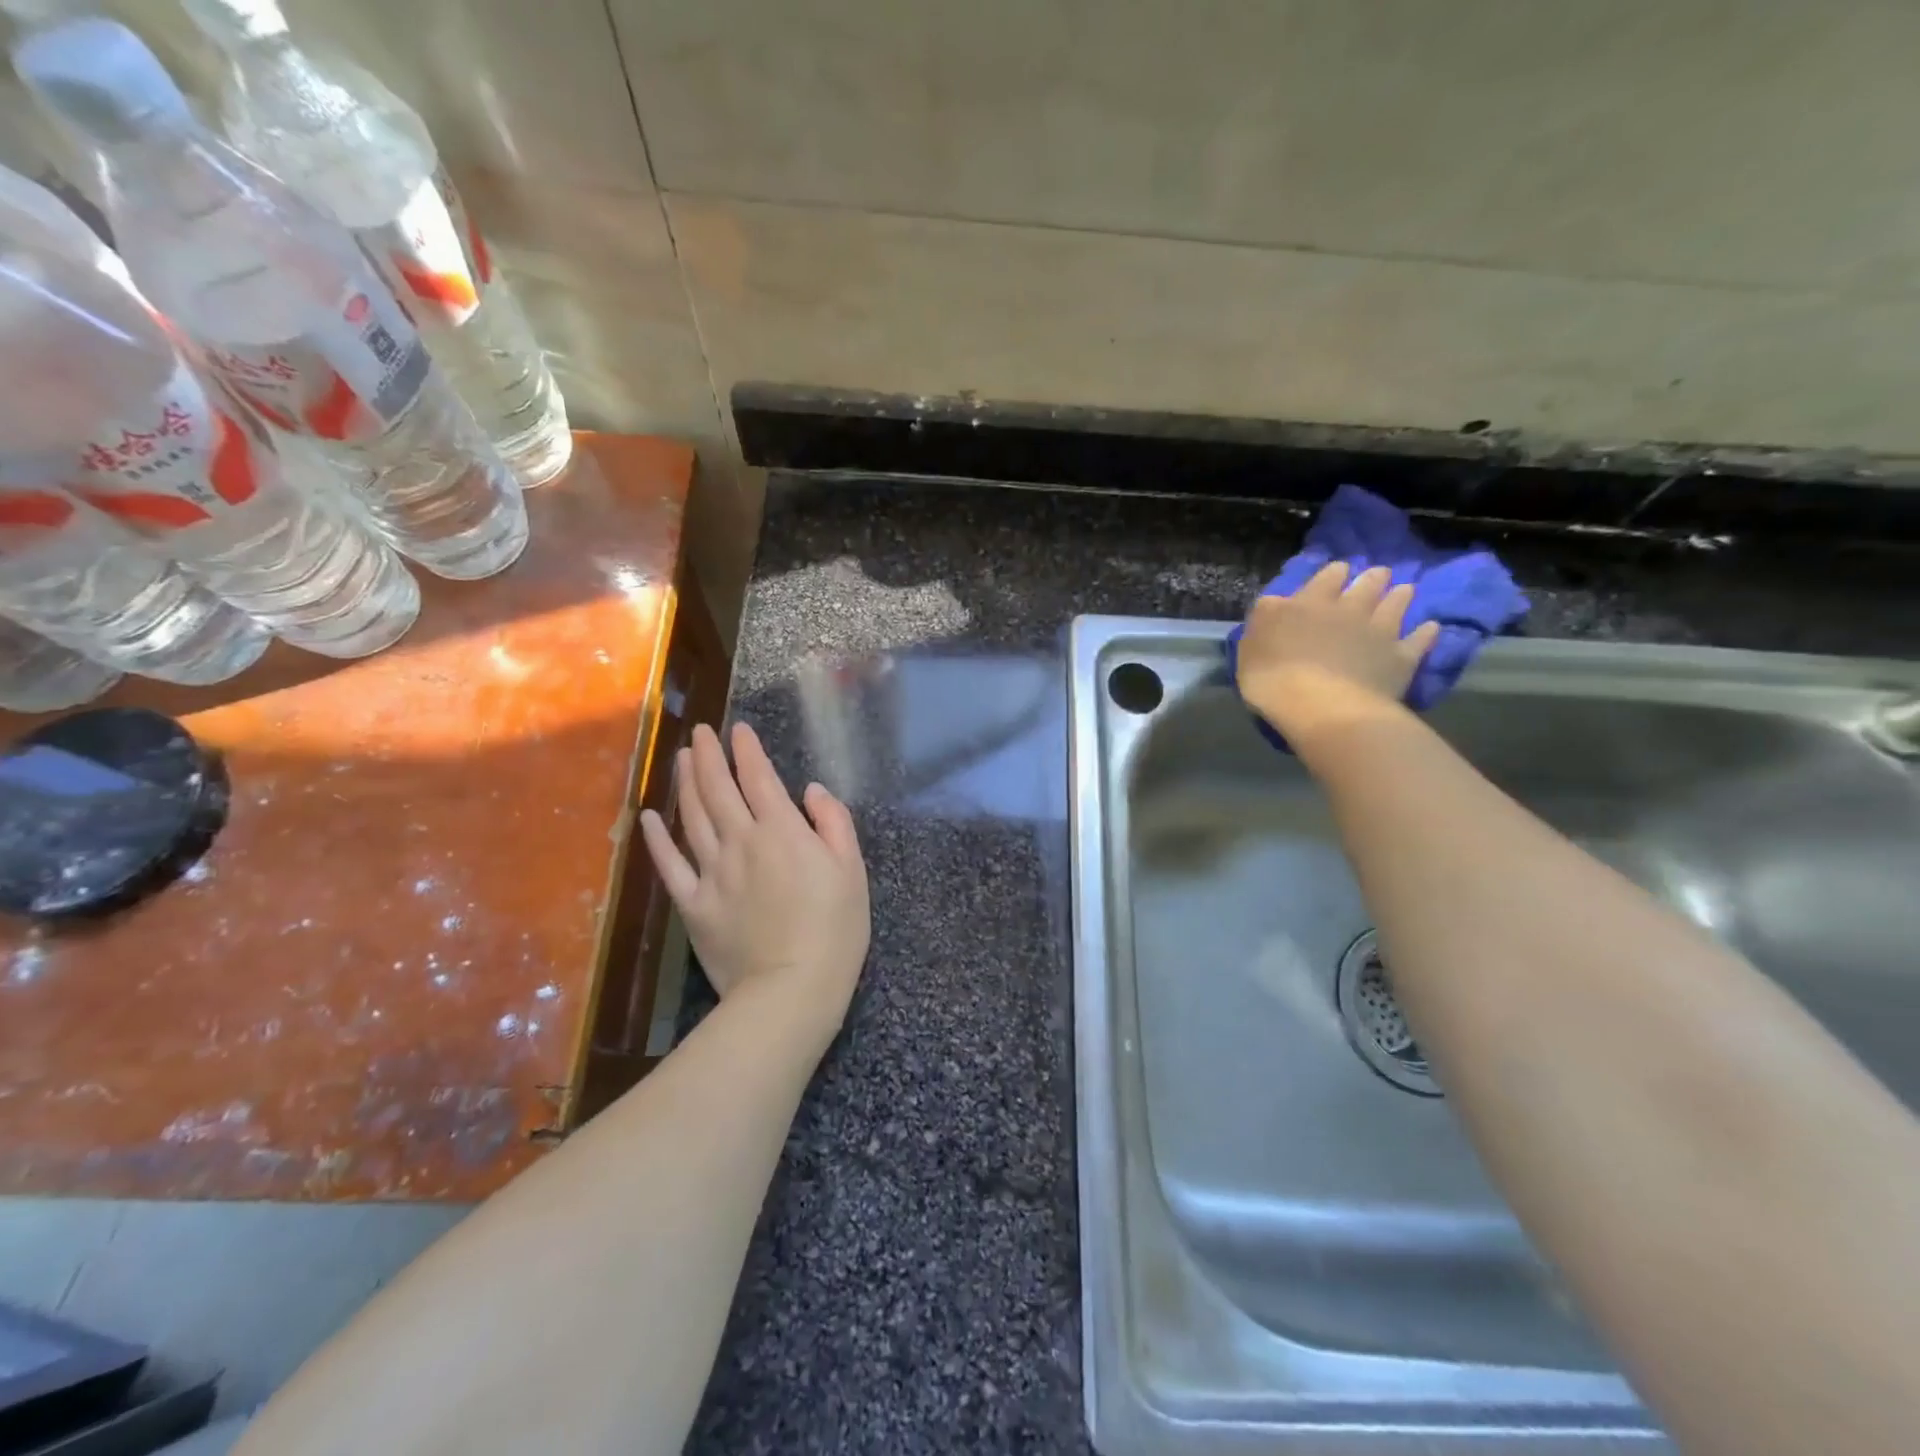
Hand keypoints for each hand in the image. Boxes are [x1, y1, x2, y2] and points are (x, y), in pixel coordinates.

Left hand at [641, 722, 870, 1051]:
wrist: (791, 989)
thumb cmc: (834, 929)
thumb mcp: (852, 870)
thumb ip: (834, 823)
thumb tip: (811, 791)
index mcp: (782, 831)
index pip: (759, 778)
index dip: (747, 750)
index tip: (739, 730)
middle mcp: (742, 841)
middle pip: (718, 789)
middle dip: (709, 755)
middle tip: (700, 732)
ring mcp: (712, 872)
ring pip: (692, 817)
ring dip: (685, 783)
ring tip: (681, 759)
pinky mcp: (693, 904)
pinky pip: (670, 865)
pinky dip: (658, 839)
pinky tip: (649, 818)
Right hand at [1236, 562, 1440, 737]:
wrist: (1321, 707)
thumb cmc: (1273, 678)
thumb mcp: (1250, 646)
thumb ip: (1266, 620)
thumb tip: (1277, 603)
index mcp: (1307, 604)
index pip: (1325, 577)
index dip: (1333, 574)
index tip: (1338, 572)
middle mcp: (1348, 609)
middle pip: (1366, 585)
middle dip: (1371, 578)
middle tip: (1376, 575)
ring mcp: (1379, 631)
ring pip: (1396, 603)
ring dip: (1399, 596)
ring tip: (1405, 590)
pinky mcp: (1401, 657)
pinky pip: (1419, 639)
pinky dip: (1425, 632)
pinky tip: (1430, 627)